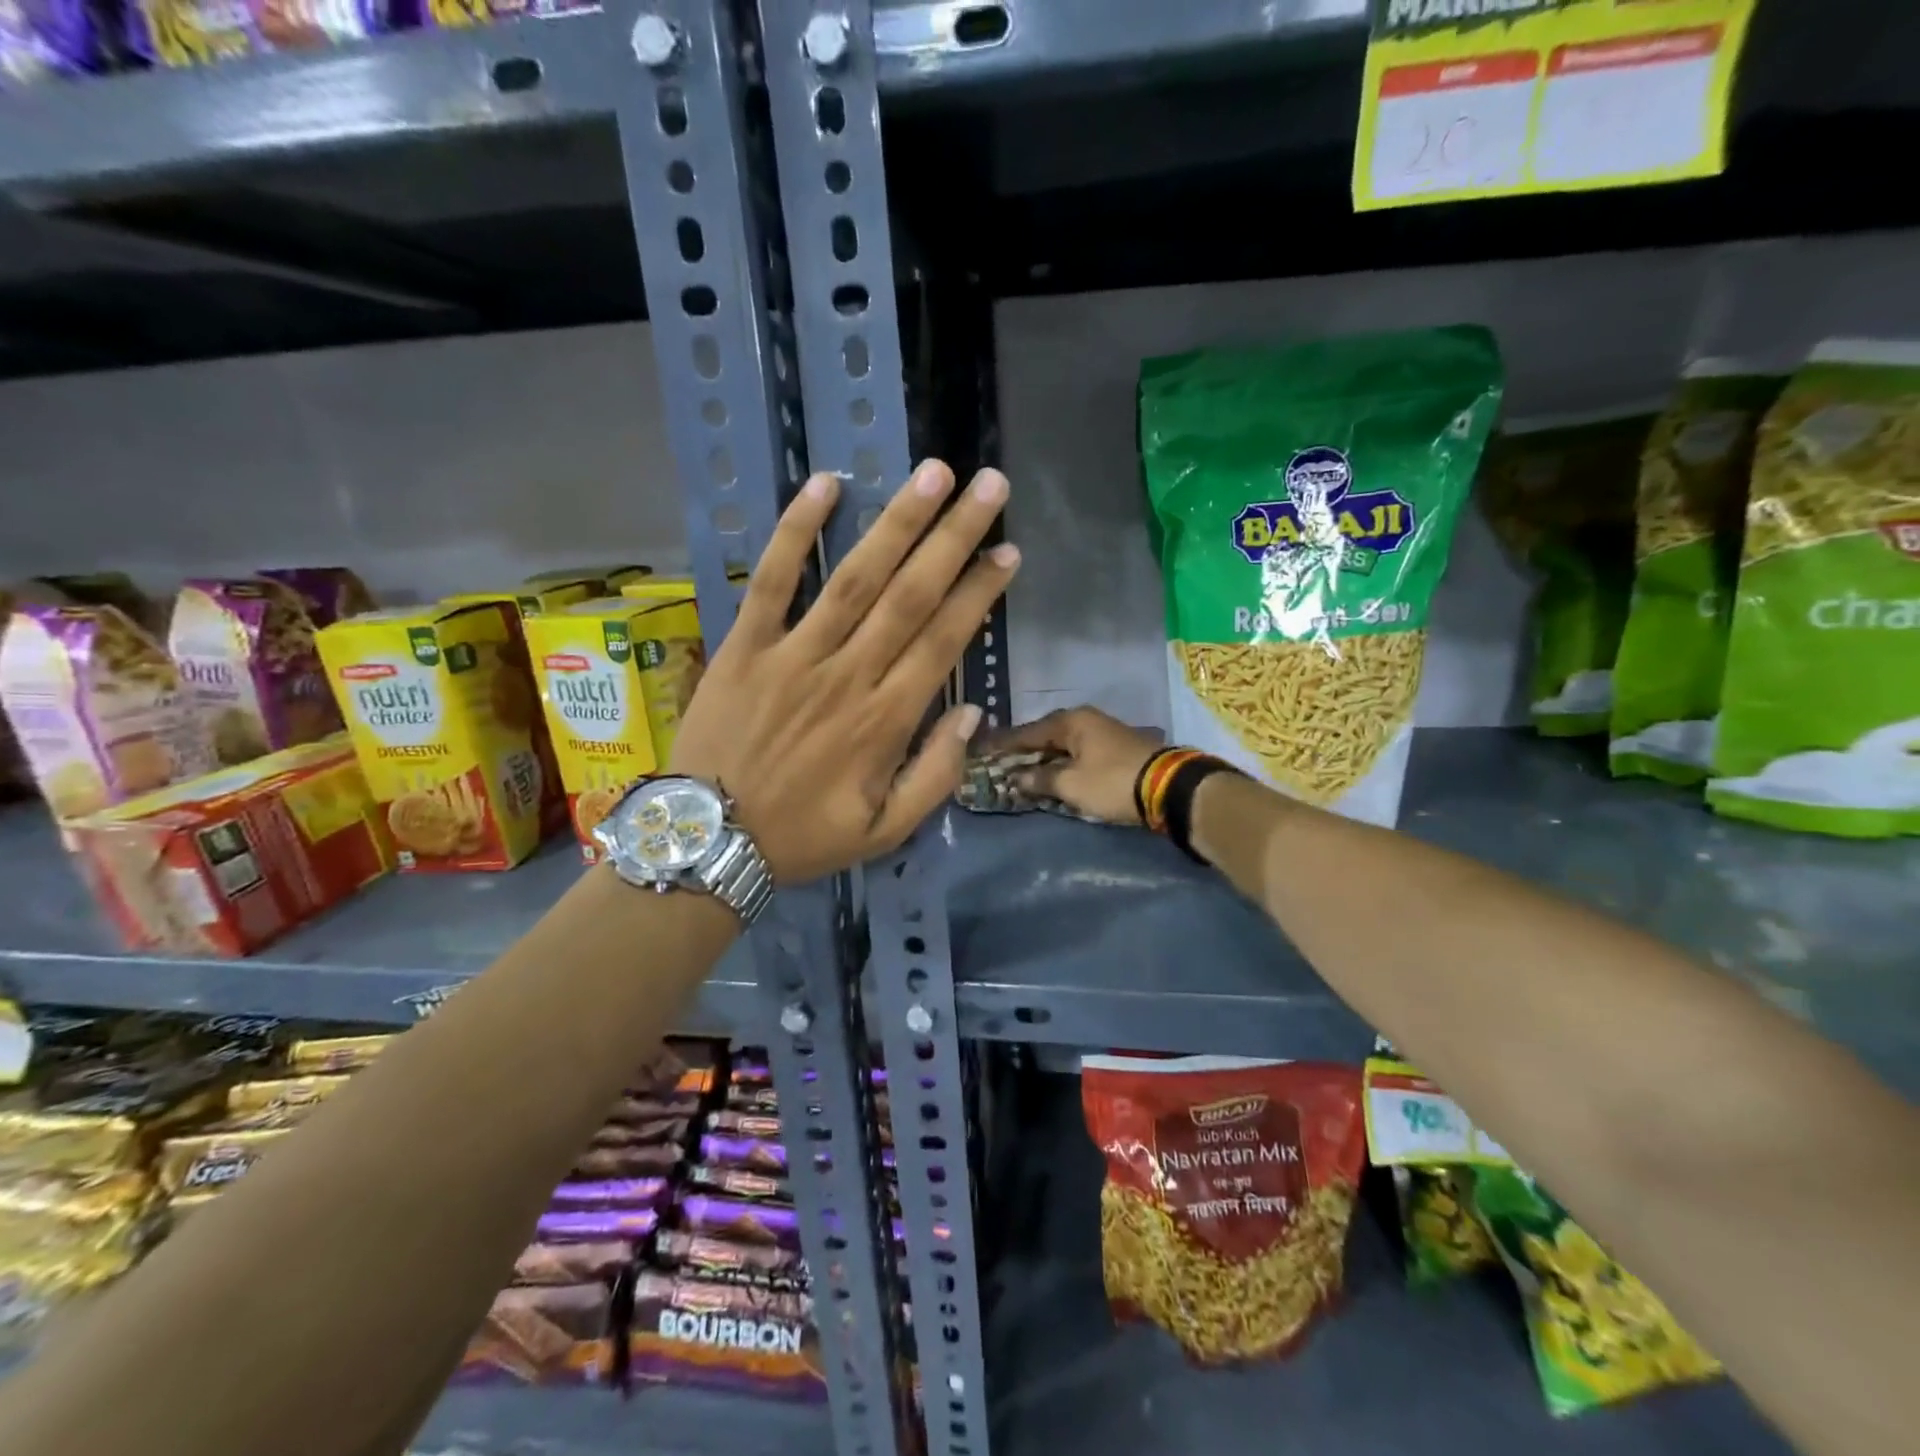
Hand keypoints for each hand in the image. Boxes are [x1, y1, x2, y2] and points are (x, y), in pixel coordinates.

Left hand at [671, 460, 1019, 882]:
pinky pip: (770, 580)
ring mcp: (793, 655)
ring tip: (932, 474)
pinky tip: (825, 485)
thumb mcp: (884, 832)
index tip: (1008, 551)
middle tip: (989, 484)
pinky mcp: (744, 646)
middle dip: (954, 537)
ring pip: (854, 578)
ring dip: (896, 522)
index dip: (979, 592)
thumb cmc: (803, 837)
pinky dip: (795, 532)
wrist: (709, 842)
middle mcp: (847, 675)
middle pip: (910, 595)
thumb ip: (935, 777)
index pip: (944, 641)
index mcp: (885, 721)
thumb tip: (970, 713)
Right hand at [989, 707, 1162, 825]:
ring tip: (1022, 771)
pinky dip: (1063, 762)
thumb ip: (1040, 780)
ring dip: (1044, 758)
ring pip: (1063, 744)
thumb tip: (1016, 778)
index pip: (1026, 732)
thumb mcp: (1071, 785)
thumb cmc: (1112, 782)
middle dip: (1023, 751)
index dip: (1002, 744)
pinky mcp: (1116, 748)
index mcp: (1071, 721)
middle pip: (1045, 735)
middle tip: (999, 763)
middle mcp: (1086, 720)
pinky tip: (1054, 774)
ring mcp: (1103, 732)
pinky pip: (1078, 752)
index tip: (980, 751)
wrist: (1170, 787)